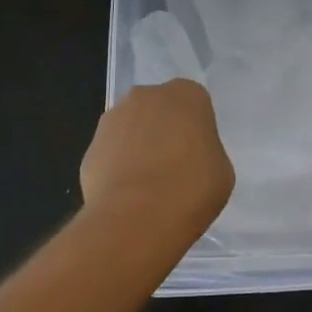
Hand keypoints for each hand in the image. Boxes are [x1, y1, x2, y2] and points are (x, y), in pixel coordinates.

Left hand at [80, 79, 234, 244]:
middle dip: (163, 132)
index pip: (195, 103)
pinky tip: (126, 197)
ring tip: (147, 187)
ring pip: (131, 128)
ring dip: (137, 148)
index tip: (198, 155)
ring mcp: (113, 118)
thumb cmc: (191, 188)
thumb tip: (190, 157)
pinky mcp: (90, 146)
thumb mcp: (221, 170)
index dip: (196, 130)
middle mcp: (147, 95)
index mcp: (186, 94)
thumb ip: (206, 151)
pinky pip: (111, 154)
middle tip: (174, 168)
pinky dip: (117, 169)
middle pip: (159, 110)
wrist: (136, 217)